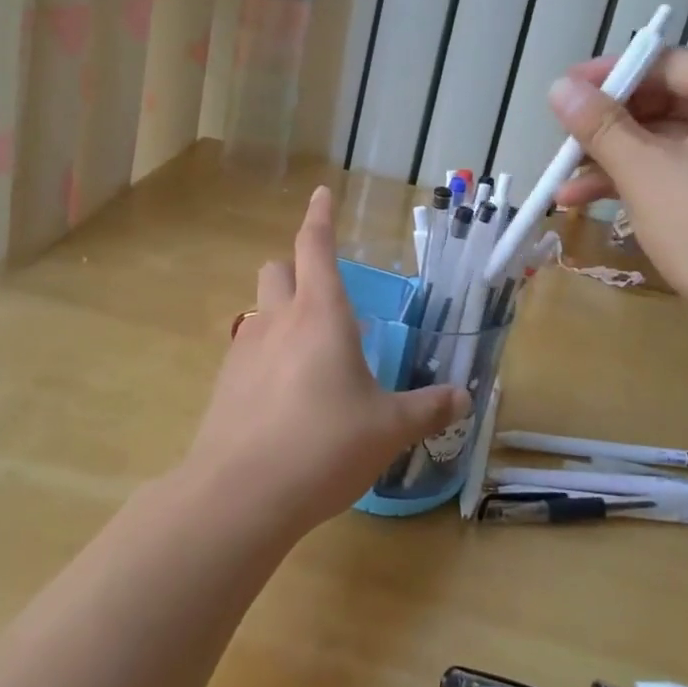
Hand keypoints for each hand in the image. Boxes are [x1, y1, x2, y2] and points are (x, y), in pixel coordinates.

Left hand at [186, 186, 466, 537]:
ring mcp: (244, 350)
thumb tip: (463, 397)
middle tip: (324, 297)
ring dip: (281, 314)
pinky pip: (247, 351)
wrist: (242, 494)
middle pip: (277, 269)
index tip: (321, 193)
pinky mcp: (224, 384)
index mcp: (321, 314)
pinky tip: (283, 397)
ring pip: (260, 309)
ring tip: (309, 355)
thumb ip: (427, 408)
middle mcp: (278, 320)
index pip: (315, 246)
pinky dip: (266, 355)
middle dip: (296, 269)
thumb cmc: (325, 445)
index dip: (320, 216)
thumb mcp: (388, 428)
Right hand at [545, 49, 687, 328]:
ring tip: (560, 180)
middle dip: (608, 125)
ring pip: (666, 143)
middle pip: (666, 103)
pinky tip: (585, 202)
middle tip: (562, 139)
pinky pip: (678, 174)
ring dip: (612, 159)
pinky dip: (635, 183)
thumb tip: (560, 87)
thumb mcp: (645, 171)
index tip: (565, 92)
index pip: (669, 64)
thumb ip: (600, 124)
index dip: (612, 74)